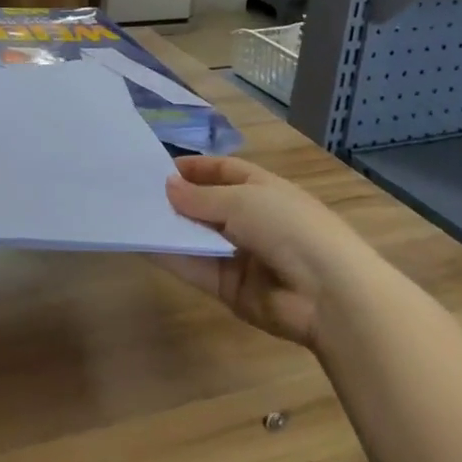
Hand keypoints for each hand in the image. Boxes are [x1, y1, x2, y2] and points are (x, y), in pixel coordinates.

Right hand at [152, 157, 361, 347]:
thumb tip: (167, 185)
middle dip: (178, 199)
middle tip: (137, 193)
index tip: (160, 168)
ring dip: (170, 228)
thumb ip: (200, 197)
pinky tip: (143, 246)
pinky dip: (172, 258)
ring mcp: (241, 255)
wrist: (328, 294)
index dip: (196, 168)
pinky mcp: (231, 288)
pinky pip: (196, 269)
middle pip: (208, 205)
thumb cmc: (289, 227)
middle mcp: (252, 219)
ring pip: (198, 238)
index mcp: (263, 189)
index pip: (224, 171)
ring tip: (133, 216)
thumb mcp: (242, 201)